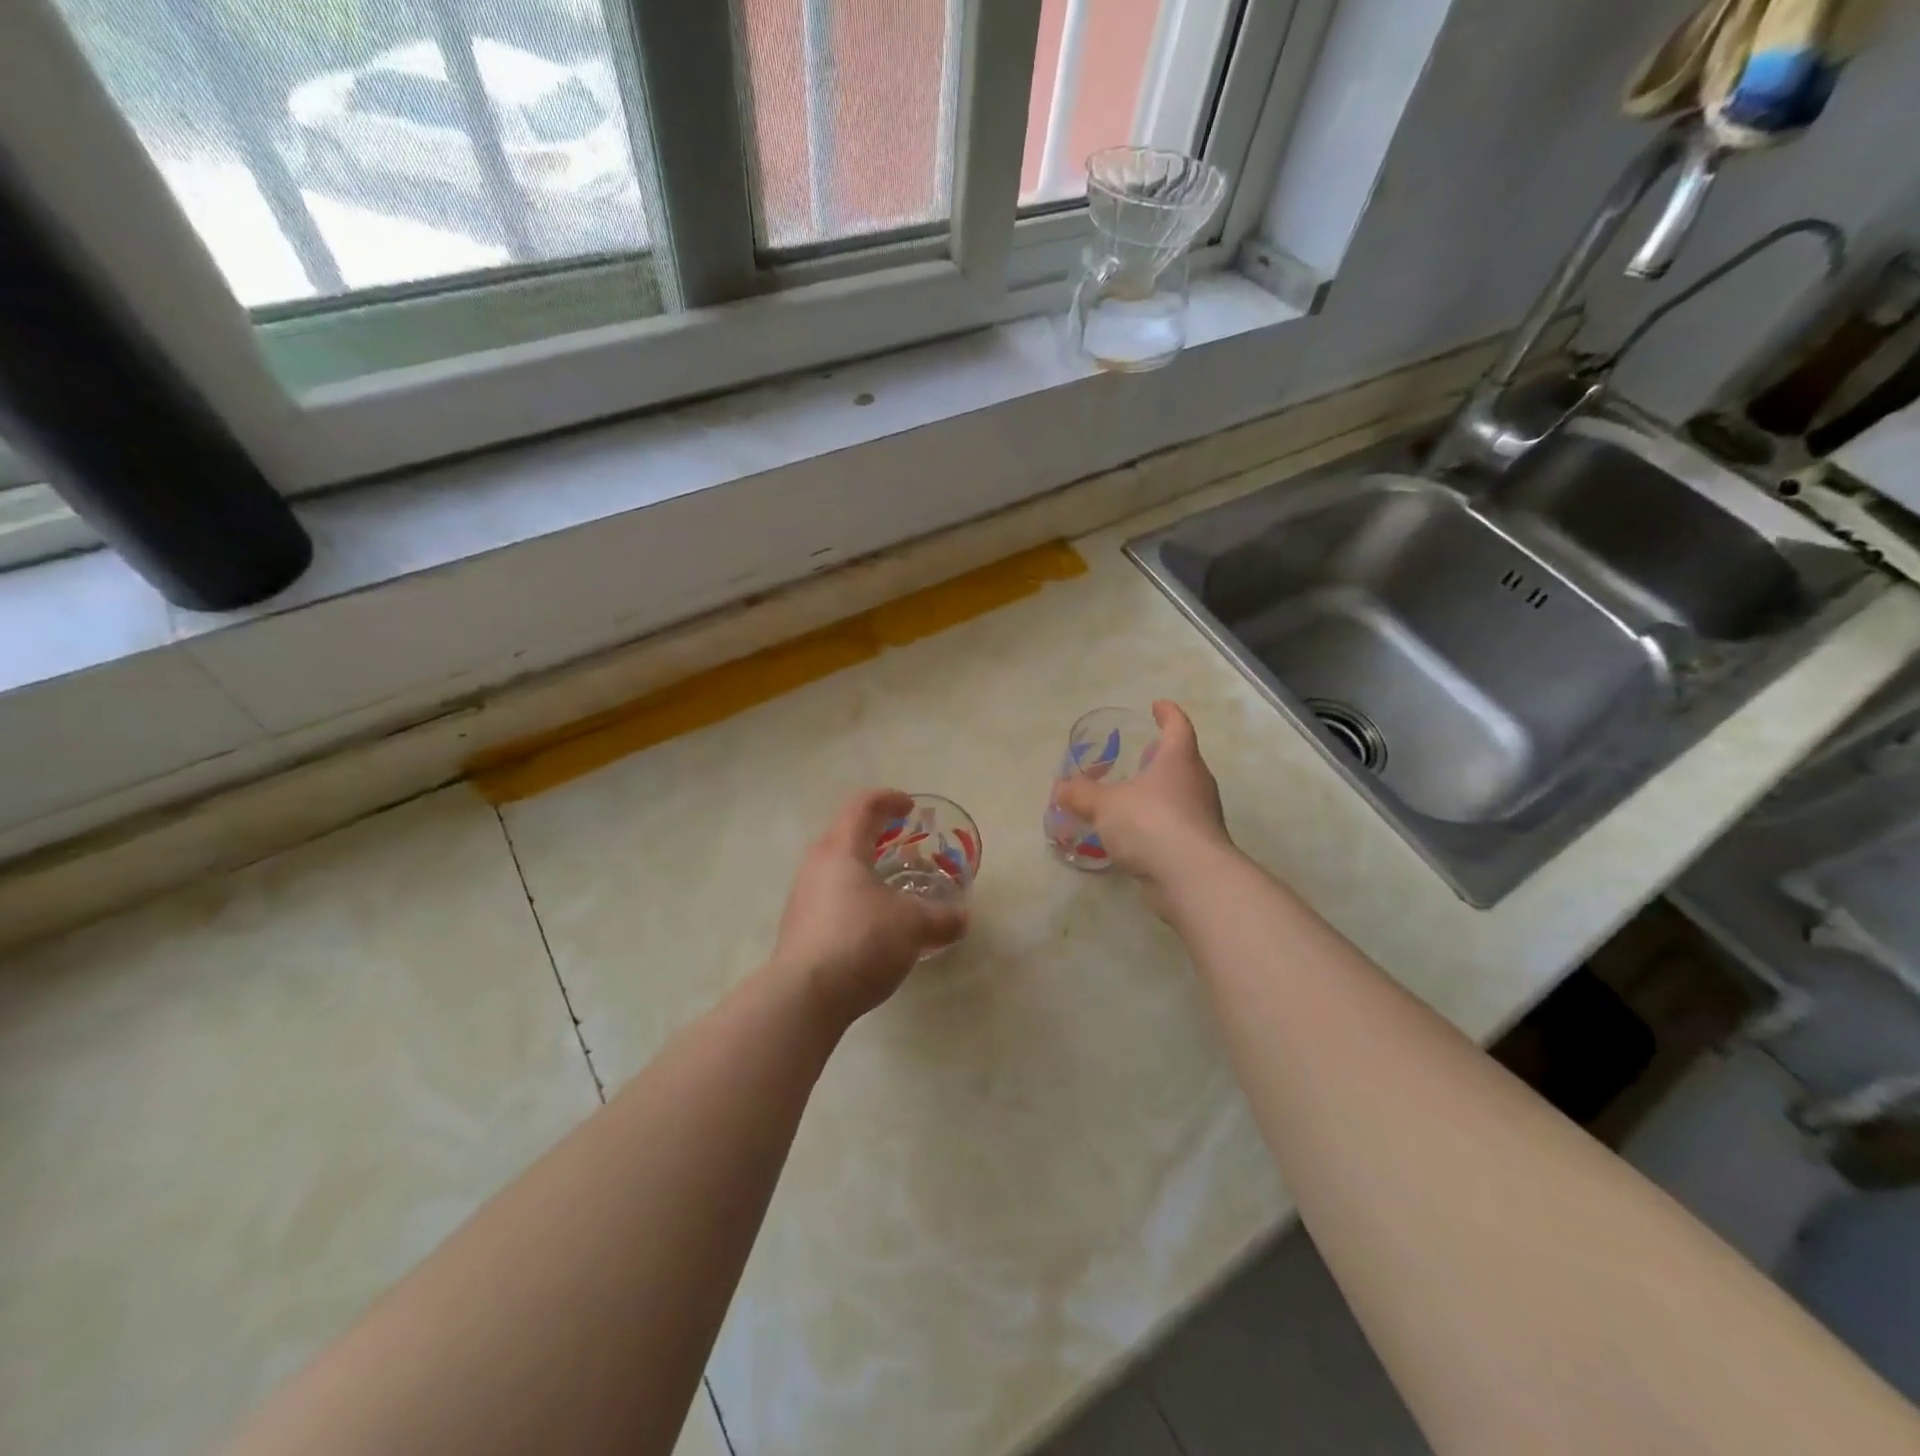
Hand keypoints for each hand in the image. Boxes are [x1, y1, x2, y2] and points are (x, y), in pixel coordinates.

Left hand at [772, 789, 967, 1024]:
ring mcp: (804, 895)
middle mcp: (817, 864)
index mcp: (842, 849)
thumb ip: (943, 918)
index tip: (910, 806)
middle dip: (878, 832)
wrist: (804, 997)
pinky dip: (857, 893)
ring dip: (867, 866)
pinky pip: (833, 894)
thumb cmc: (861, 941)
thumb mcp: (913, 926)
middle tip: (906, 841)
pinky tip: (876, 919)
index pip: (863, 806)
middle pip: (847, 833)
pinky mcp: (801, 925)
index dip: (889, 799)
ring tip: (895, 883)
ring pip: (839, 866)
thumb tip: (962, 918)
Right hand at [1052, 700, 1231, 914]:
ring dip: (1158, 792)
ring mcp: (1202, 816)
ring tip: (1131, 796)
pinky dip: (1157, 823)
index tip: (1157, 706)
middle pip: (1181, 761)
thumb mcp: (1105, 805)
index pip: (1177, 726)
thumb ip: (1081, 794)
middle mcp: (1196, 783)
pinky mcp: (1199, 846)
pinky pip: (1175, 825)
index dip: (1167, 714)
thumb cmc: (1150, 823)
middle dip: (1160, 757)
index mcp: (1178, 760)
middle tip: (1139, 754)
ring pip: (1179, 794)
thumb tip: (1061, 788)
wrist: (1191, 878)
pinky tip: (1135, 835)